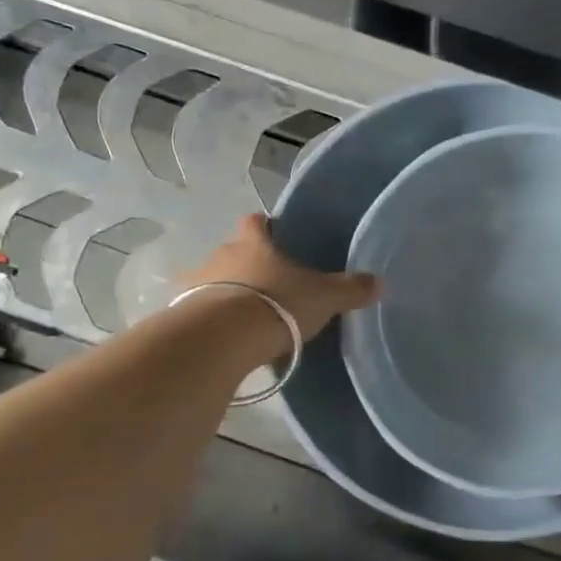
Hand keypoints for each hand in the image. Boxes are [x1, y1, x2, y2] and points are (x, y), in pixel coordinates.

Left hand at [184, 213, 381, 351]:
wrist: (224, 338)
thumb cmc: (277, 305)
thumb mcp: (323, 298)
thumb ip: (349, 289)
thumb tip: (378, 282)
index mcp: (254, 243)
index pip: (256, 222)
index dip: (265, 227)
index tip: (275, 236)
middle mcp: (221, 255)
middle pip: (232, 251)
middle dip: (246, 264)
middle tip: (266, 286)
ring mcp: (197, 283)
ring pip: (212, 280)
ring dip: (224, 292)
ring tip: (243, 316)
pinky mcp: (182, 312)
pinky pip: (198, 310)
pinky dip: (209, 318)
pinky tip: (223, 336)